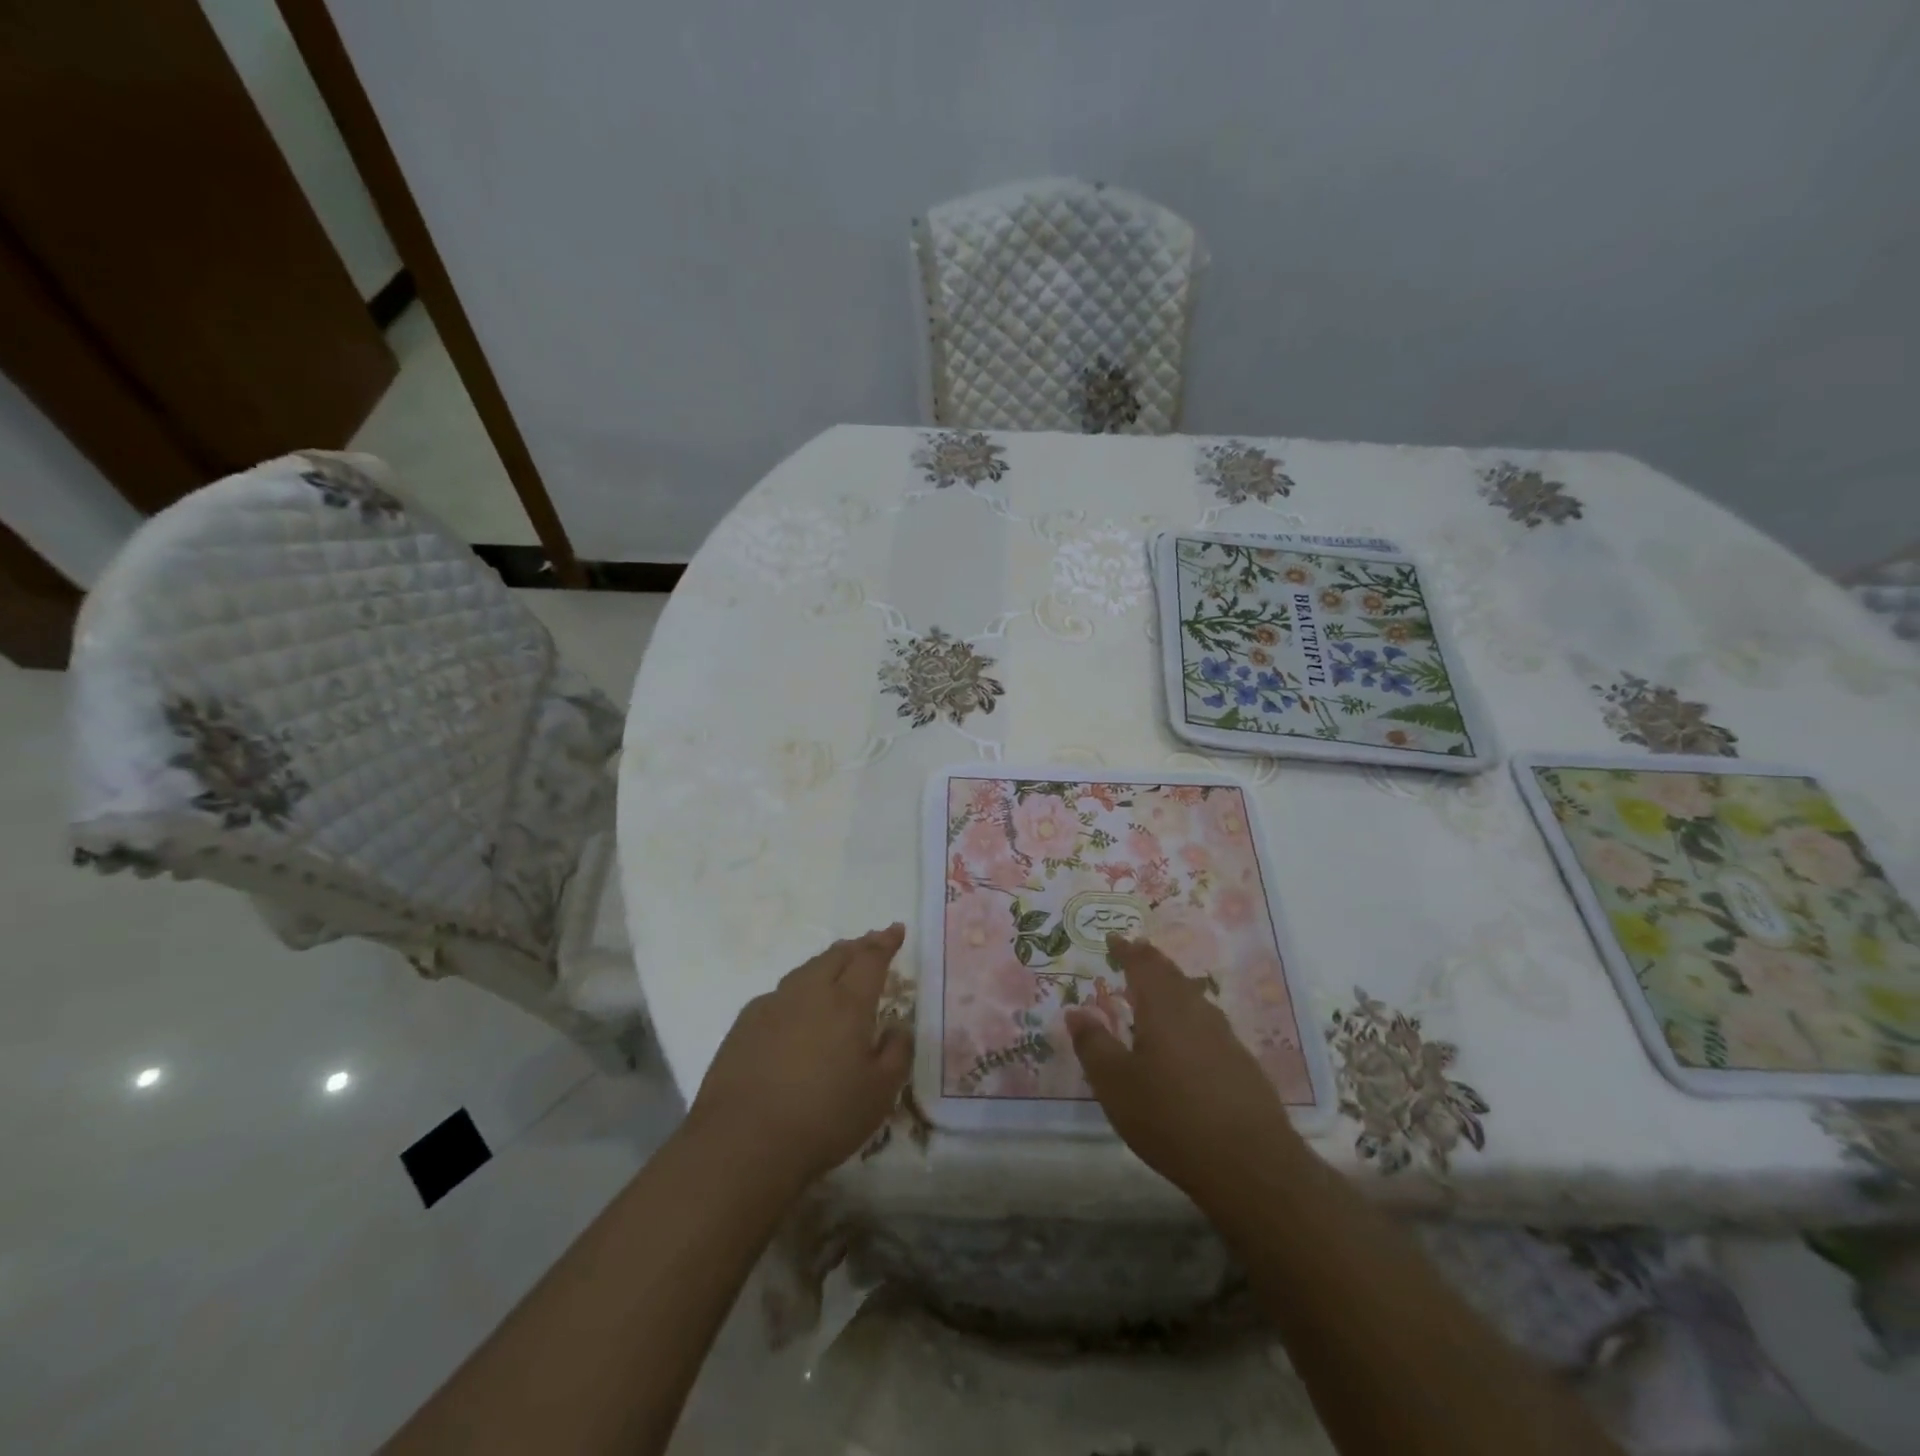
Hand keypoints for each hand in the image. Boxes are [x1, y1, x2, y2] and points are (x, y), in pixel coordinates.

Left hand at [688, 924, 911, 1189]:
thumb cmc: (823, 1118)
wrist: (742, 1143)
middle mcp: (810, 993)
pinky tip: (797, 1008)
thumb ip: (896, 1053)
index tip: (896, 930)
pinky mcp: (744, 1024)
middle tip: (871, 943)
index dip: (886, 942)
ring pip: (806, 970)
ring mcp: (773, 1005)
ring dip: (827, 963)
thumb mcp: (879, 1094)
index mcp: (848, 1003)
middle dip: (858, 946)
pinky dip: (799, 990)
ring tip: (837, 967)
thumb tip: (898, 1027)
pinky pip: (781, 993)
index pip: (871, 959)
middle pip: (836, 956)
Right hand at [1065, 935, 1296, 1204]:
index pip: (1142, 964)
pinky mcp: (1242, 1064)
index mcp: (1163, 1007)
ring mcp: (1225, 1037)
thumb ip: (1093, 1045)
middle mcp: (1196, 1011)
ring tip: (1155, 993)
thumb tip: (1076, 1011)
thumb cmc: (1171, 1118)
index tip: (1113, 939)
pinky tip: (1185, 1040)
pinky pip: (1207, 1024)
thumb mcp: (1116, 1085)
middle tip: (1133, 955)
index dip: (1126, 949)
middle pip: (1171, 975)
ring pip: (1193, 998)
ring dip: (1171, 988)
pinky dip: (1189, 1017)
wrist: (1251, 1165)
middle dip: (1150, 962)